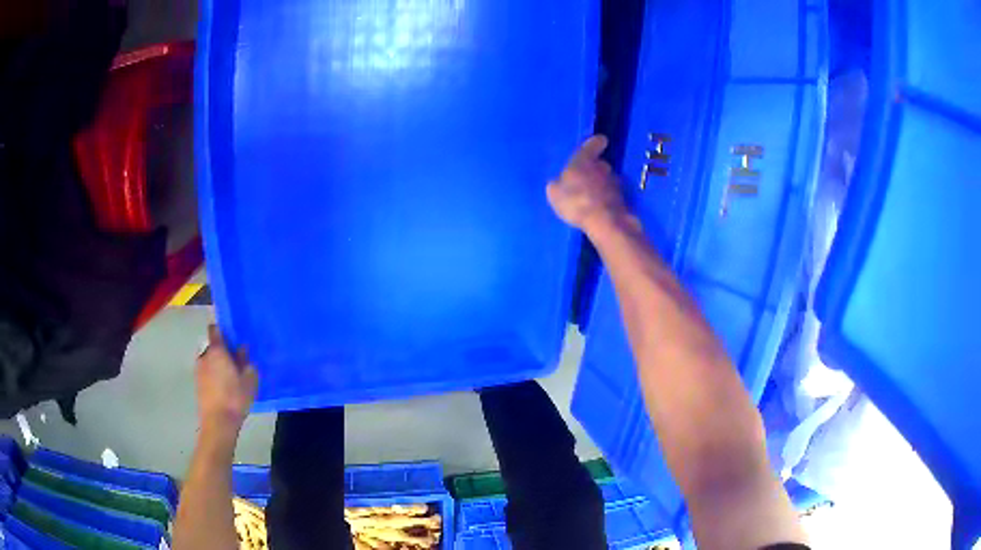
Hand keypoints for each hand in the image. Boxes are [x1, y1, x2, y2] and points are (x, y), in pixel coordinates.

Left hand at [195, 325, 257, 438]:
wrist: (218, 422)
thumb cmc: (235, 397)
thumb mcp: (249, 379)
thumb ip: (245, 361)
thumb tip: (242, 349)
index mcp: (217, 351)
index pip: (215, 330)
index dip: (222, 331)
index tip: (232, 337)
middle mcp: (204, 356)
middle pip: (213, 347)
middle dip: (222, 352)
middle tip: (236, 363)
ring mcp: (198, 371)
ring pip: (209, 361)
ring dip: (218, 365)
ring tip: (231, 378)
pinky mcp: (197, 384)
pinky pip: (207, 374)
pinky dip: (214, 377)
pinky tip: (224, 389)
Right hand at [546, 135, 628, 232]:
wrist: (604, 221)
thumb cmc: (575, 200)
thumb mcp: (555, 193)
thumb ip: (557, 184)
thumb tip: (559, 182)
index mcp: (584, 159)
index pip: (594, 143)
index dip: (595, 143)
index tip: (597, 143)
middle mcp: (603, 166)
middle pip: (600, 163)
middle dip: (593, 170)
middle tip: (583, 180)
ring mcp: (615, 182)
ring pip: (606, 179)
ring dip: (600, 185)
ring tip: (590, 198)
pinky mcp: (622, 198)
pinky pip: (611, 195)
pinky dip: (606, 199)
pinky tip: (597, 209)